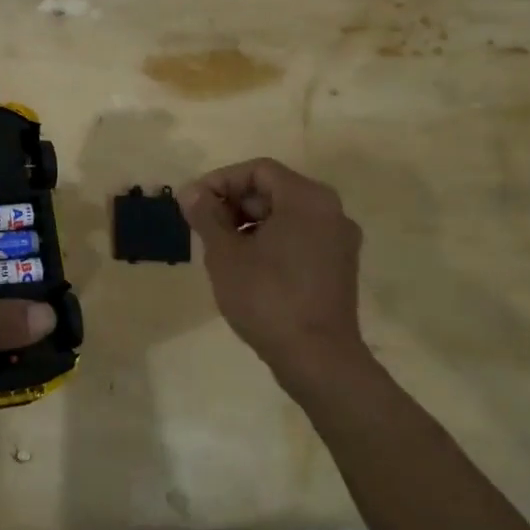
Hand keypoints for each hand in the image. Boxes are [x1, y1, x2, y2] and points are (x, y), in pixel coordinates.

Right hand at [180, 157, 369, 393]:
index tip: (193, 204)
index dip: (220, 181)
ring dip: (249, 224)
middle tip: (203, 227)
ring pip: (286, 216)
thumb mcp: (225, 254)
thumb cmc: (268, 298)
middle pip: (274, 190)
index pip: (258, 170)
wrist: (318, 360)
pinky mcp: (339, 267)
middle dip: (234, 203)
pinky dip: (270, 241)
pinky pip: (299, 238)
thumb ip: (206, 216)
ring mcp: (339, 241)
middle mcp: (330, 211)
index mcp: (307, 199)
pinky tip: (246, 267)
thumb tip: (191, 192)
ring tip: (220, 249)